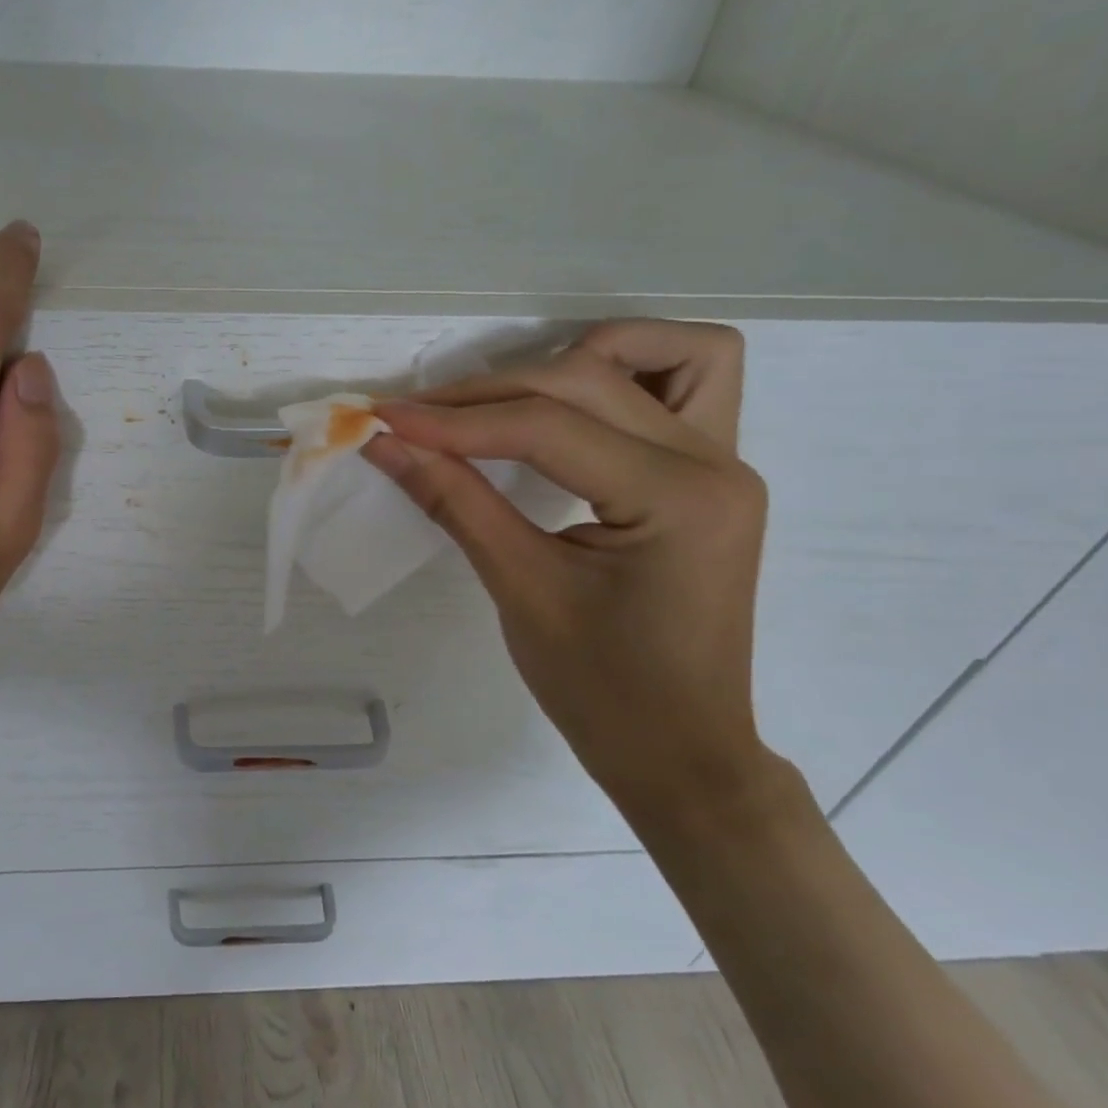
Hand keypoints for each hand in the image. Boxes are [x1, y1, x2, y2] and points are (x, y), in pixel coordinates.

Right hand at [363, 321, 778, 821]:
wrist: (680, 752)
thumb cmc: (602, 690)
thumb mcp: (519, 589)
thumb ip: (453, 501)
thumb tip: (385, 442)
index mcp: (677, 499)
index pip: (546, 428)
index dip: (454, 420)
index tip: (383, 418)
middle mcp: (715, 462)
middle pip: (586, 380)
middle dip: (490, 392)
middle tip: (418, 419)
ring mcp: (724, 462)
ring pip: (667, 354)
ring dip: (581, 358)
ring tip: (509, 399)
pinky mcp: (710, 474)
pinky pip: (685, 386)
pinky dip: (625, 377)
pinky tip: (569, 410)